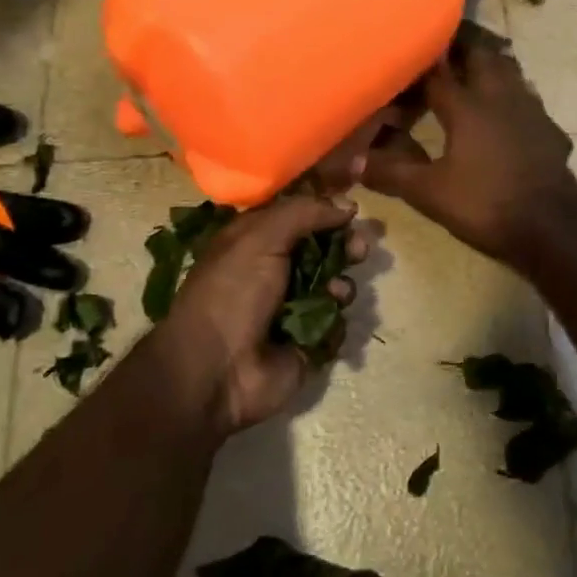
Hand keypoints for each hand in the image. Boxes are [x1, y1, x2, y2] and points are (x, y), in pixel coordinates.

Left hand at [151, 196, 370, 437]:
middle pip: (323, 247)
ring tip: (337, 289)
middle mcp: (274, 270)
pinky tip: (328, 318)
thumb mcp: (260, 238)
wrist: (216, 371)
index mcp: (255, 240)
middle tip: (360, 246)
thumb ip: (304, 213)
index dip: (325, 207)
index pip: (297, 214)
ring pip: (335, 283)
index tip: (353, 205)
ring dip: (342, 281)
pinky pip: (337, 320)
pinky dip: (336, 316)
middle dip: (344, 244)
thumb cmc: (232, 292)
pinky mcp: (309, 340)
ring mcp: (293, 307)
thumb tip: (346, 205)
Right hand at [361, 31, 576, 267]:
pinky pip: (526, 99)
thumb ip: (392, 172)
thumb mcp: (429, 193)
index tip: (402, 59)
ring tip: (470, 70)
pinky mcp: (549, 129)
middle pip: (481, 55)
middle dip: (460, 47)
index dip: (417, 66)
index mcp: (467, 106)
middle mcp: (500, 96)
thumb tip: (354, 161)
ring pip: (509, 71)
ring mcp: (530, 110)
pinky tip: (504, 113)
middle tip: (440, 49)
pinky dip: (510, 95)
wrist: (551, 229)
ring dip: (489, 65)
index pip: (437, 73)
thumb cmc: (485, 205)